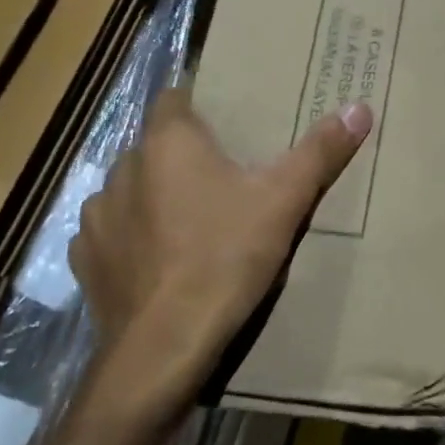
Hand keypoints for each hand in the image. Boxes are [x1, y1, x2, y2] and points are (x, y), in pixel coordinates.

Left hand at [69, 86, 371, 428]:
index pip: (174, 97)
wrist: (165, 347)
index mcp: (167, 143)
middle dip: (183, 156)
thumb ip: (320, 152)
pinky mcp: (85, 262)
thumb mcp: (284, 201)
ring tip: (190, 220)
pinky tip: (160, 260)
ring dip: (154, 196)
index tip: (227, 121)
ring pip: (130, 190)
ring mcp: (97, 218)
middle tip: (224, 176)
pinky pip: (112, 234)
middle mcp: (122, 169)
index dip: (199, 105)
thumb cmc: (225, 257)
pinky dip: (133, 238)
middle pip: (155, 146)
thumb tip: (358, 107)